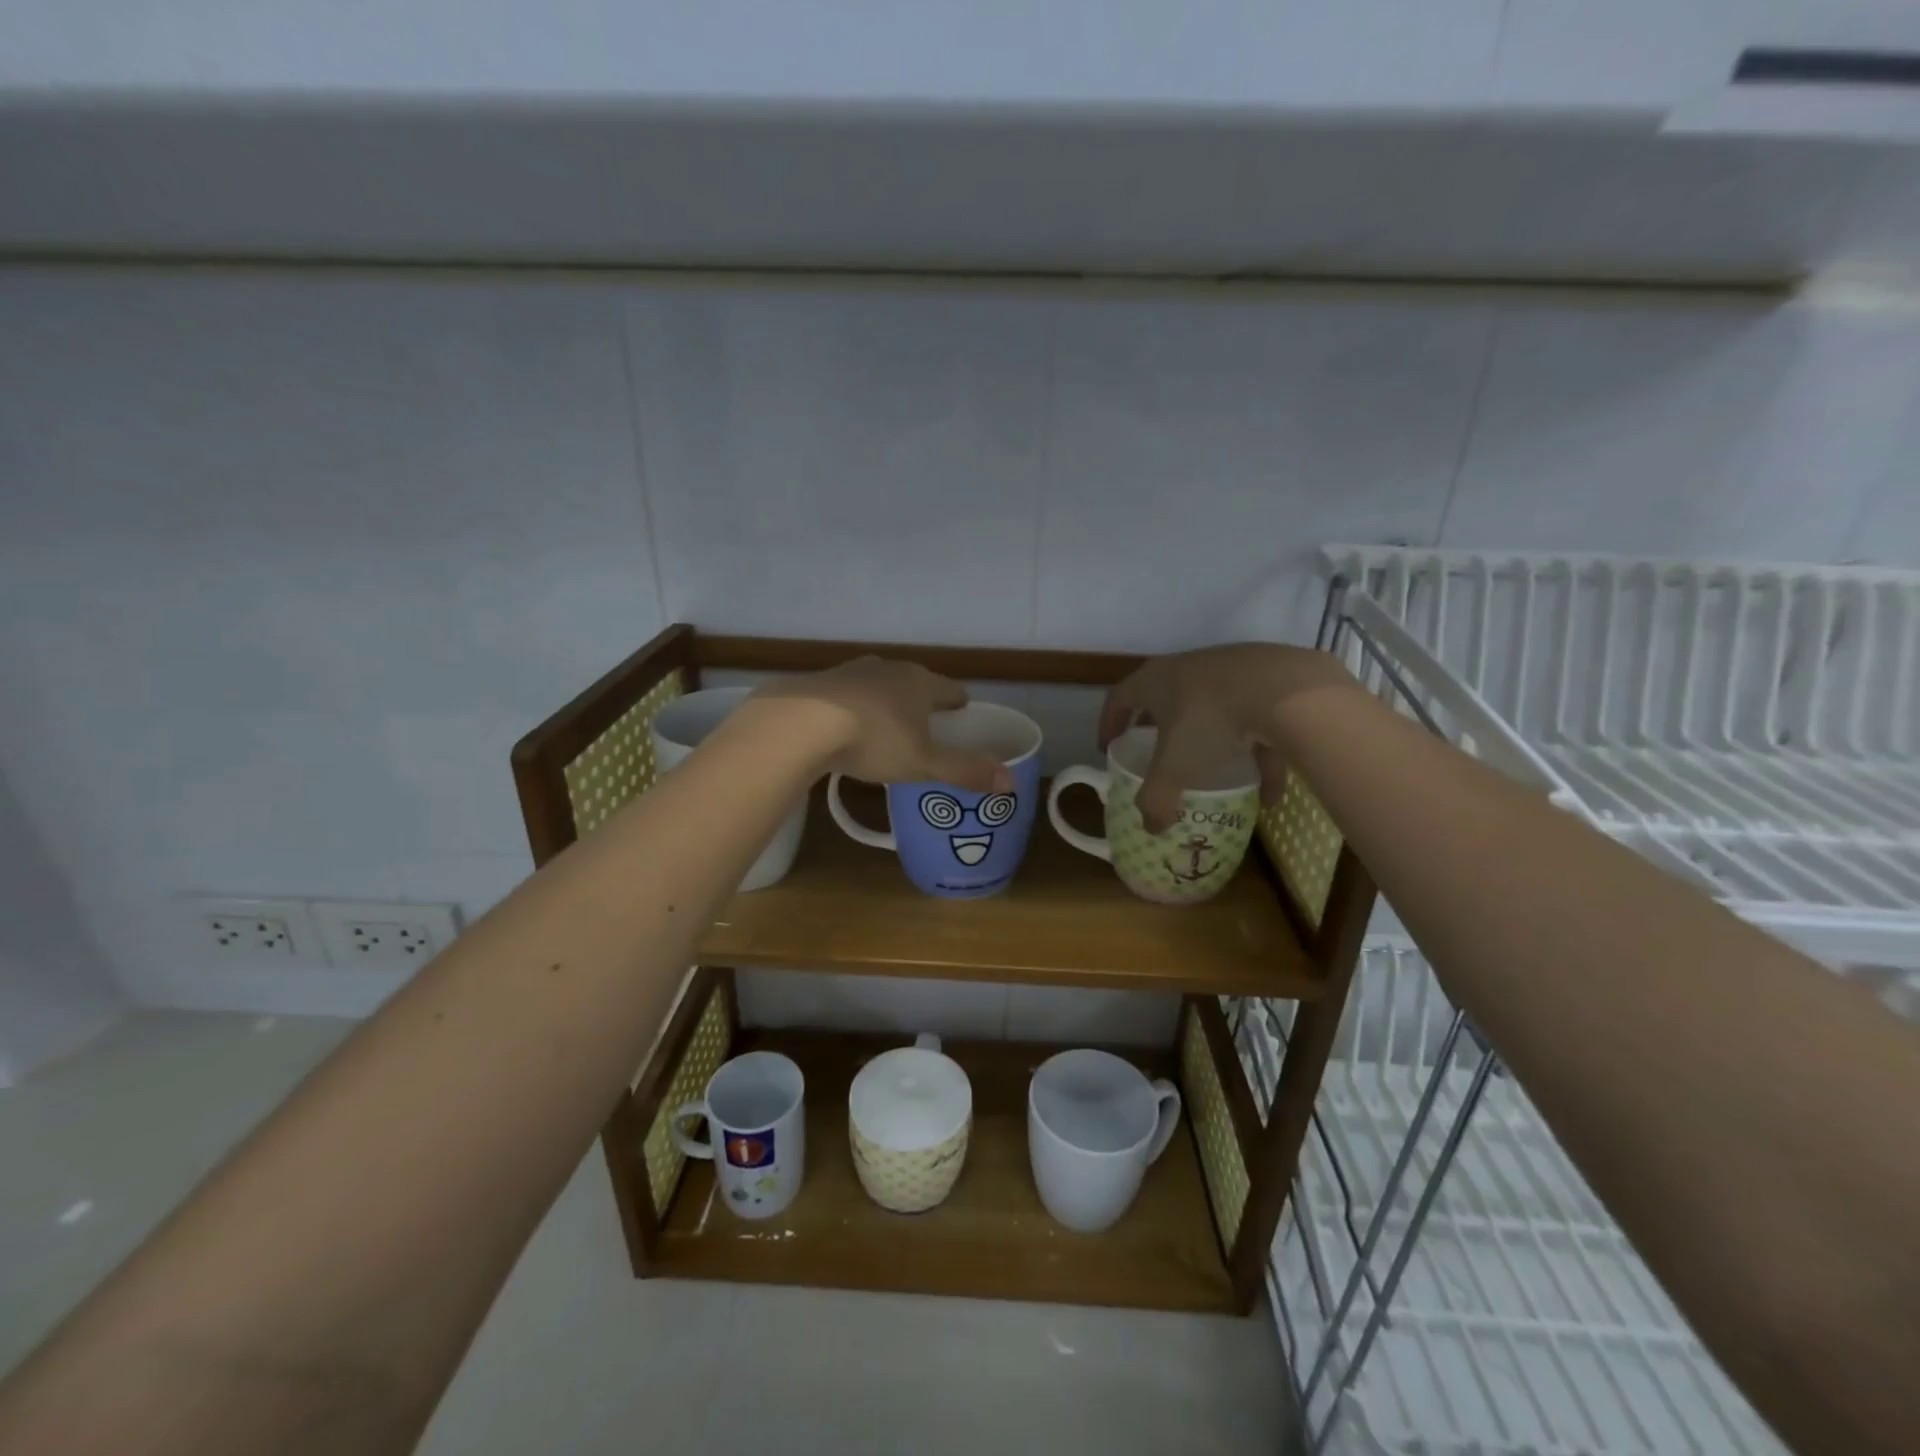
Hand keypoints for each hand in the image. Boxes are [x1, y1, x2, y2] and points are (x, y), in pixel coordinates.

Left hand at [756, 657, 1013, 792]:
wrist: (801, 723)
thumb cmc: (874, 740)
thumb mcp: (924, 764)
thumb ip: (965, 772)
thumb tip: (1011, 783)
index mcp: (919, 683)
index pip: (948, 688)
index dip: (957, 700)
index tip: (962, 707)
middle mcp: (888, 669)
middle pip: (913, 681)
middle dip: (921, 698)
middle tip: (927, 718)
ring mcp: (851, 672)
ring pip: (878, 683)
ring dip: (885, 699)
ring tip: (887, 720)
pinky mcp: (820, 683)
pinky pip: (846, 694)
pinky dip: (853, 706)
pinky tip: (845, 723)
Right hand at [1099, 644, 1356, 831]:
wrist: (1285, 689)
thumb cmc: (1210, 721)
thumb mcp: (1175, 768)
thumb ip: (1157, 799)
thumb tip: (1151, 828)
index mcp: (1155, 681)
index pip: (1119, 698)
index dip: (1109, 724)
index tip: (1108, 747)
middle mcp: (1189, 669)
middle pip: (1165, 700)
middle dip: (1160, 730)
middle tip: (1157, 757)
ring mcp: (1232, 672)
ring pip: (1214, 711)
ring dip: (1213, 745)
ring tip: (1217, 778)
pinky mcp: (1271, 682)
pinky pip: (1258, 723)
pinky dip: (1260, 756)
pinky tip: (1270, 794)